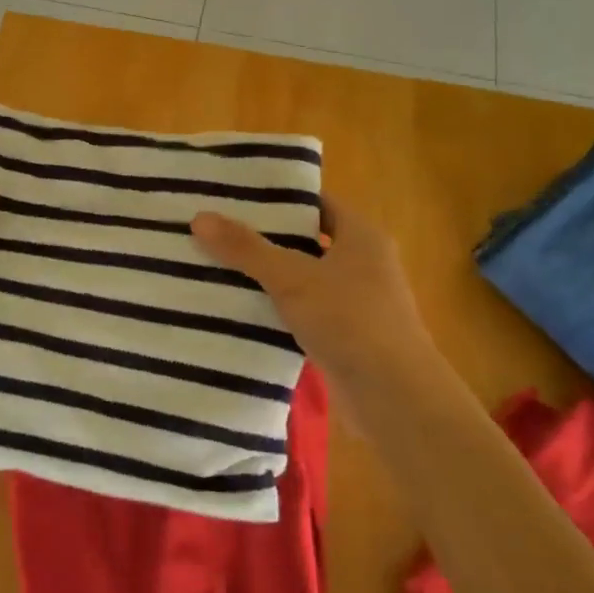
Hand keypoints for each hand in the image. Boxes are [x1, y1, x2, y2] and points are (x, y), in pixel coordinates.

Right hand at [191, 195, 439, 398]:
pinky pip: (306, 311)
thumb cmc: (349, 320)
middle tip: (218, 231)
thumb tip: (200, 218)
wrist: (393, 395)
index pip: (317, 202)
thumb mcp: (292, 278)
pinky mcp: (347, 335)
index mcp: (362, 236)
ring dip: (270, 276)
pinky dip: (279, 309)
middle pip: (307, 240)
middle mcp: (364, 262)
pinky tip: (243, 310)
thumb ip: (246, 249)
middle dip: (266, 238)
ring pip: (304, 278)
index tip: (236, 196)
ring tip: (219, 266)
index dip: (279, 198)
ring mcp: (357, 301)